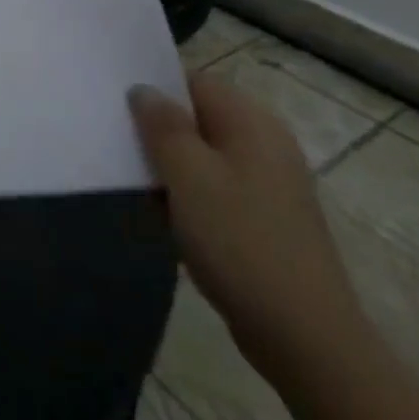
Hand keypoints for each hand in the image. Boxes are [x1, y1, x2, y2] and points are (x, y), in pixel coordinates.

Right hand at [129, 72, 366, 390]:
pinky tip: (161, 217)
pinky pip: (213, 189)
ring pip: (202, 156)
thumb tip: (143, 90)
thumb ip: (162, 125)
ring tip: (130, 180)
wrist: (305, 338)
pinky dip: (186, 196)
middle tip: (113, 141)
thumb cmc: (240, 241)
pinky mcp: (263, 219)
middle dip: (156, 129)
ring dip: (167, 166)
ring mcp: (267, 184)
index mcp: (252, 123)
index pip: (193, 81)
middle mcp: (264, 144)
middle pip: (197, 118)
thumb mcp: (189, 175)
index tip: (113, 104)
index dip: (153, 88)